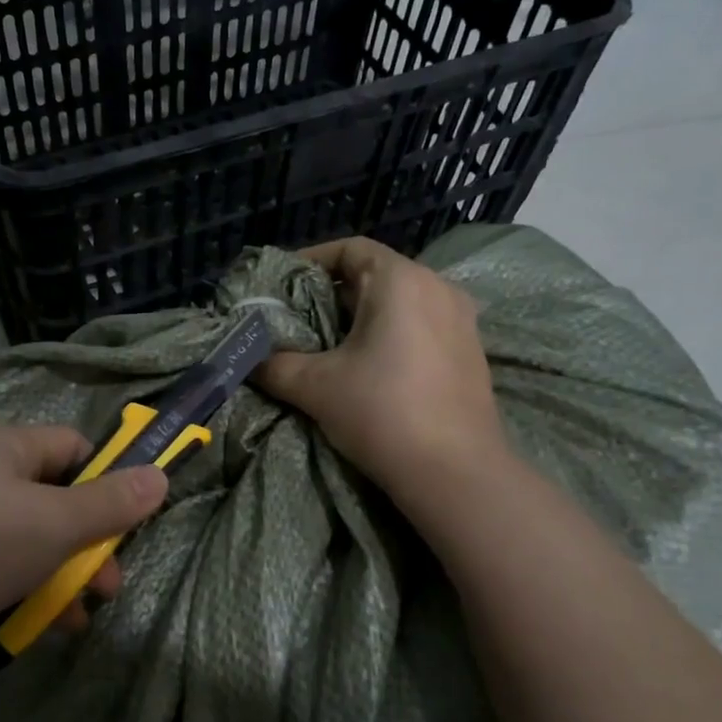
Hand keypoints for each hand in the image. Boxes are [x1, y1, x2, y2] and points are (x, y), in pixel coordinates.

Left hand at [0, 424, 167, 678]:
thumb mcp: (57, 523)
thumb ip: (111, 503)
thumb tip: (160, 476)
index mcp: (7, 447)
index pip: (74, 447)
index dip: (107, 478)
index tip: (128, 520)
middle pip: (56, 499)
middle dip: (90, 542)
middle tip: (108, 584)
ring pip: (32, 540)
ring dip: (64, 575)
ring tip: (82, 614)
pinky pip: (2, 568)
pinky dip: (29, 592)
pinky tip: (47, 626)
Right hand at [257, 237, 506, 502]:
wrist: (455, 473)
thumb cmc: (382, 412)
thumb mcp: (315, 386)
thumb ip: (275, 365)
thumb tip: (250, 360)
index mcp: (401, 281)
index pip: (350, 248)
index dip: (311, 260)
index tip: (282, 283)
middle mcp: (437, 288)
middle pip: (375, 274)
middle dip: (332, 293)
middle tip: (296, 318)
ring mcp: (461, 319)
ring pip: (400, 302)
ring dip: (362, 315)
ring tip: (328, 343)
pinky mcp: (470, 351)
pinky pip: (421, 325)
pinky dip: (391, 333)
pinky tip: (369, 366)